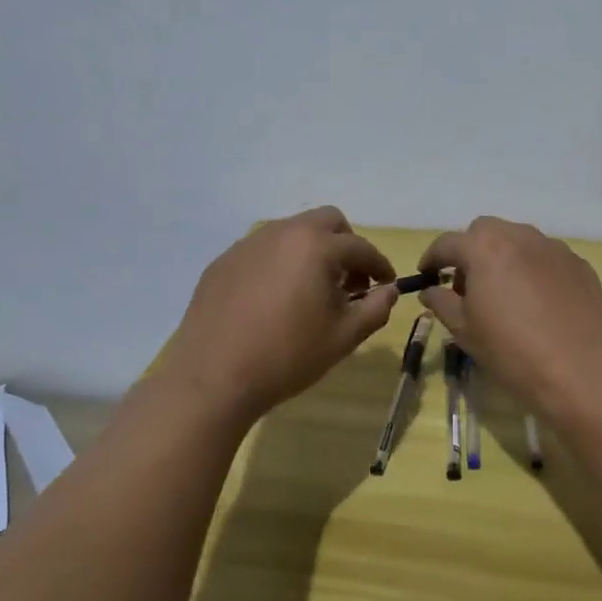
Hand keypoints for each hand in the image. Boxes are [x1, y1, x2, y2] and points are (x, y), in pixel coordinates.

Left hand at [155, 208, 397, 422]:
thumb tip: (388, 291)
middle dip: (346, 245)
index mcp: (316, 246)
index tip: (386, 284)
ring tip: (311, 290)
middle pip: (327, 221)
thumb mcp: (344, 337)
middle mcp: (282, 232)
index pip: (361, 247)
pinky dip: (280, 263)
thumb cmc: (288, 356)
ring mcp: (248, 244)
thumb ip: (376, 308)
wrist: (212, 379)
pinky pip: (263, 250)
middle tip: (349, 281)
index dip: (379, 265)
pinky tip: (274, 299)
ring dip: (312, 251)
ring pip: (292, 232)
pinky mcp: (223, 262)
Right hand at [417, 216, 601, 409]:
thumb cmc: (511, 350)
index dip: (432, 258)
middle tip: (468, 285)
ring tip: (505, 292)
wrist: (578, 369)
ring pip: (519, 240)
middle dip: (471, 251)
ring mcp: (553, 247)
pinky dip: (534, 269)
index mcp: (484, 248)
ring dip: (504, 257)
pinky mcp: (579, 264)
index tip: (427, 275)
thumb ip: (442, 302)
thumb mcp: (464, 330)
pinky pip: (547, 258)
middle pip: (485, 231)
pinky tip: (538, 301)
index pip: (447, 243)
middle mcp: (519, 236)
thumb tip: (430, 290)